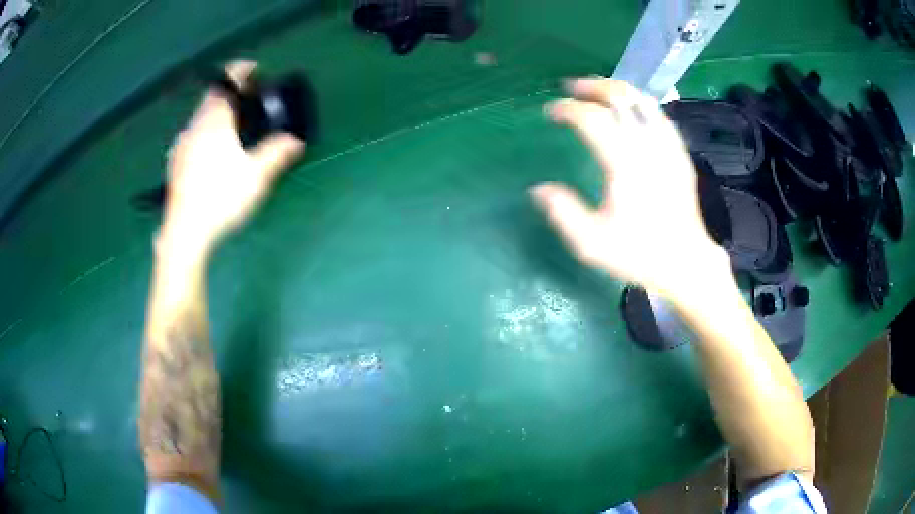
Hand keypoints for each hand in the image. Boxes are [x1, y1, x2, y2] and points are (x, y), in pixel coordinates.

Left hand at [161, 61, 304, 254]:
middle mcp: (194, 126)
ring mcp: (181, 146)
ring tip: (232, 130)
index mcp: (214, 120)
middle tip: (249, 104)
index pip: (227, 81)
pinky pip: (192, 137)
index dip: (242, 70)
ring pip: (200, 119)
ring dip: (217, 116)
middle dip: (231, 95)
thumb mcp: (256, 176)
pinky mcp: (174, 164)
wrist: (184, 233)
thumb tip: (296, 140)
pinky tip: (211, 155)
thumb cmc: (220, 198)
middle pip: (212, 98)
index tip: (256, 72)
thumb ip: (277, 153)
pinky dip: (205, 135)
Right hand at [531, 79, 728, 303]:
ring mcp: (669, 147)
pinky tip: (632, 108)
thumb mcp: (592, 244)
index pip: (592, 119)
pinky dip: (641, 104)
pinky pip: (661, 116)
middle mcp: (648, 146)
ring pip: (644, 101)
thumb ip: (563, 213)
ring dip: (618, 89)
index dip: (567, 109)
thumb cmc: (639, 254)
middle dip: (593, 87)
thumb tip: (538, 189)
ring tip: (599, 89)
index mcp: (624, 164)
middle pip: (621, 98)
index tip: (550, 112)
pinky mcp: (681, 154)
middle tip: (571, 87)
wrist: (685, 263)